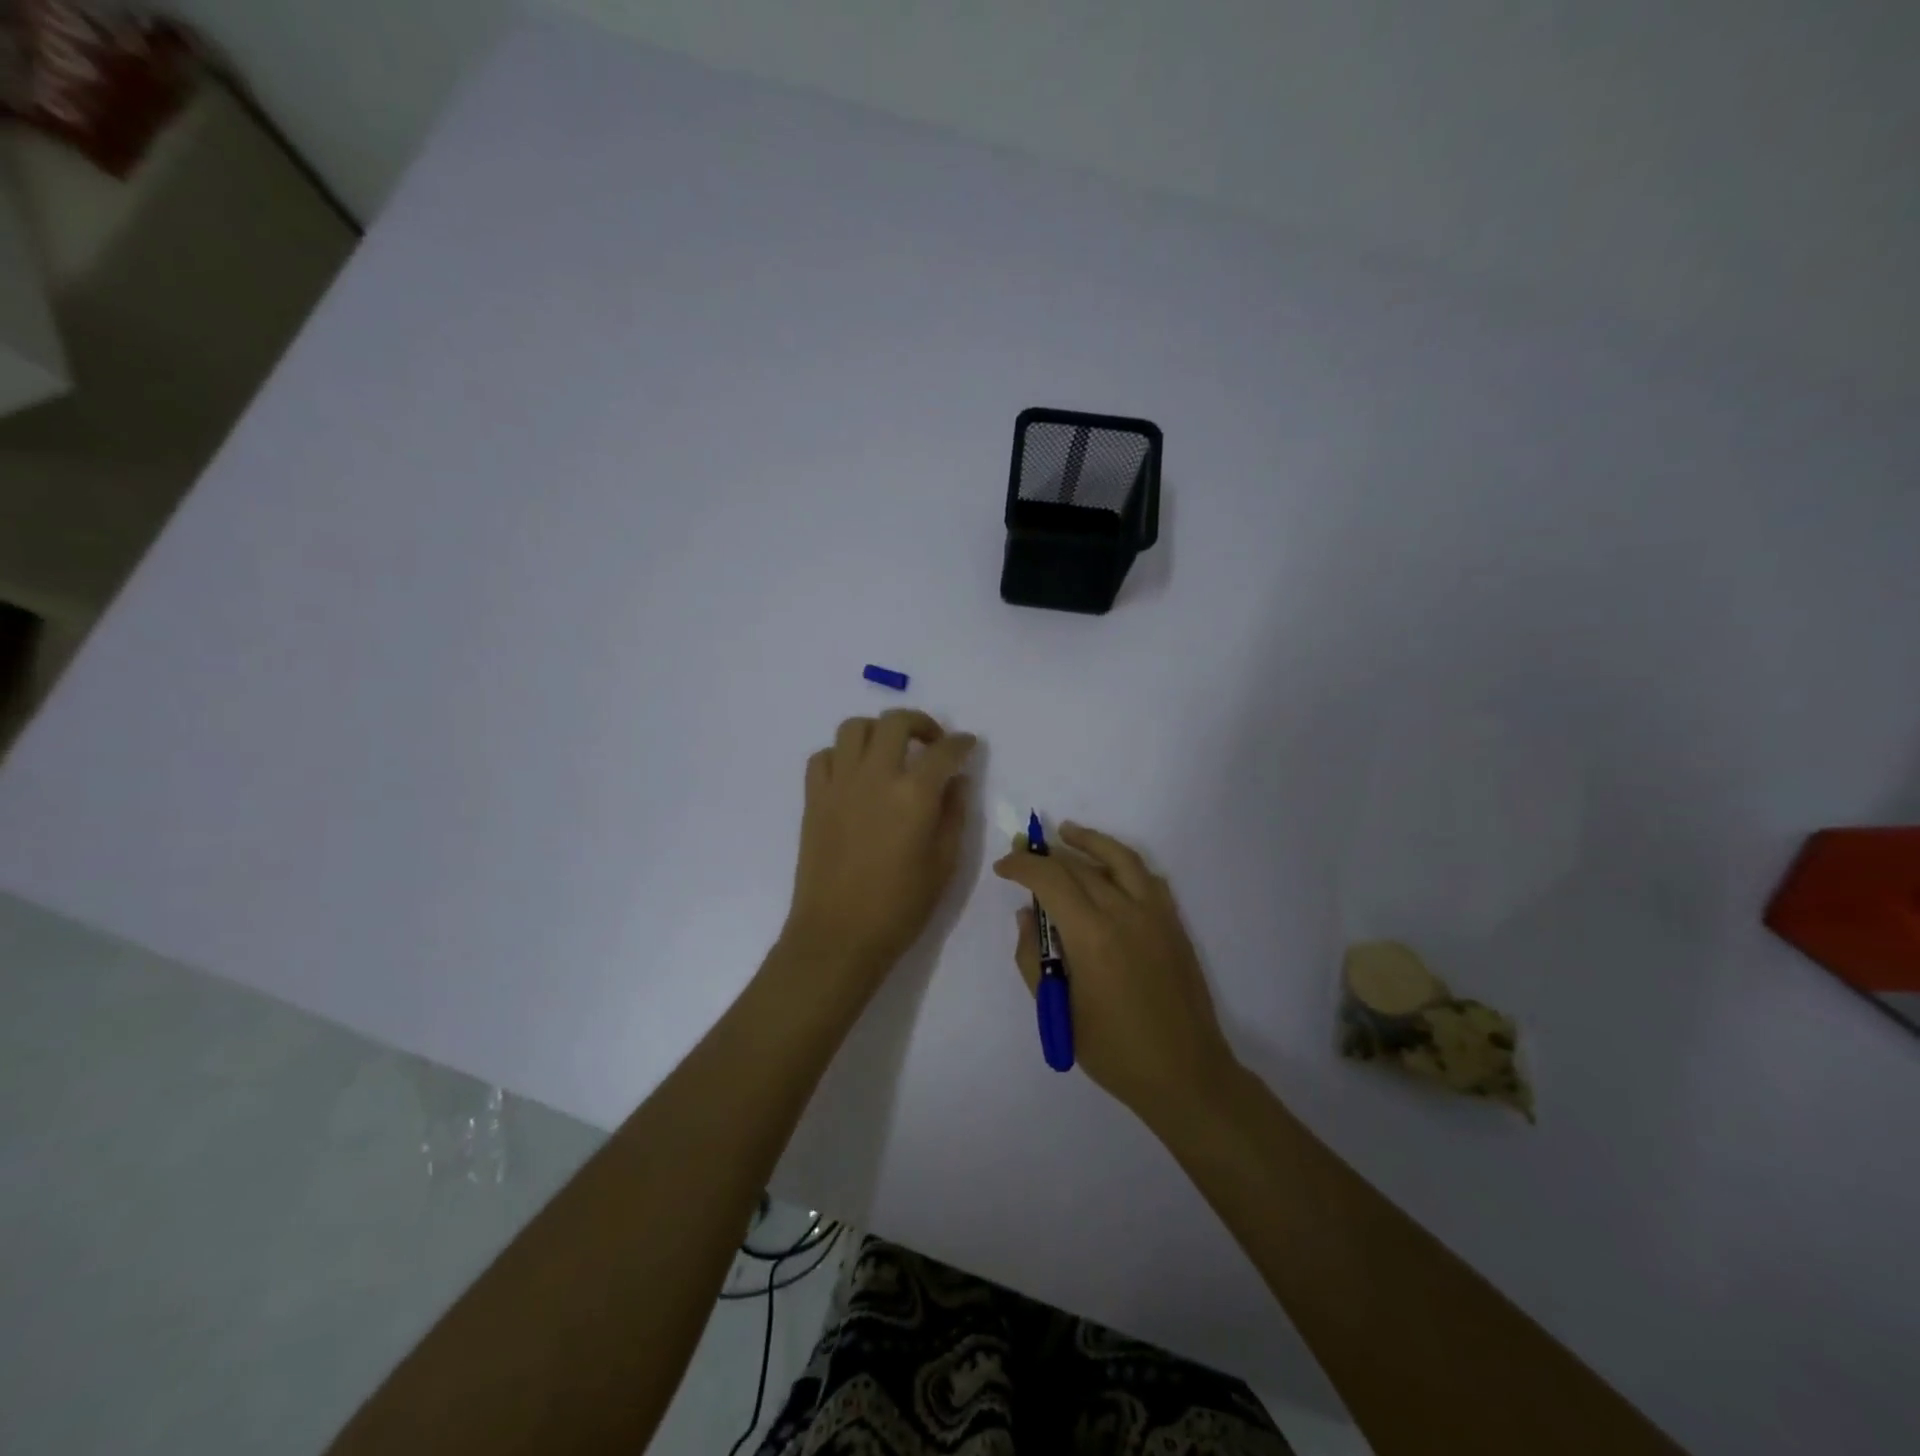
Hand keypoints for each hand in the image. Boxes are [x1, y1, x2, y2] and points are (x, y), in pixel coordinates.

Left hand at [782, 711, 977, 994]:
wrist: (838, 935)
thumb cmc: (900, 907)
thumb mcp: (944, 864)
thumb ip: (954, 814)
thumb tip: (956, 781)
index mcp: (914, 794)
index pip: (944, 751)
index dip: (961, 743)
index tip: (967, 745)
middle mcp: (875, 776)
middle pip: (895, 722)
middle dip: (920, 723)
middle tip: (931, 743)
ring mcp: (839, 784)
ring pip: (854, 728)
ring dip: (878, 731)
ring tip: (890, 752)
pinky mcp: (814, 798)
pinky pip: (823, 756)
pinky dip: (841, 755)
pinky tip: (854, 776)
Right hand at [994, 824, 1237, 1124]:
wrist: (1184, 1073)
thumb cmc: (1113, 1050)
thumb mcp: (1058, 1011)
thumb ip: (1032, 958)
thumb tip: (1027, 916)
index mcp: (1091, 936)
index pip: (1050, 879)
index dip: (1022, 867)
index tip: (1003, 868)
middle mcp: (1124, 913)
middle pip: (1079, 865)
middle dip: (1047, 855)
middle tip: (1024, 854)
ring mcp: (1154, 914)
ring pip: (1120, 858)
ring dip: (1090, 841)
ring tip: (1067, 832)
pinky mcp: (1173, 923)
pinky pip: (1147, 878)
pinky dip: (1124, 863)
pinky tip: (1110, 867)